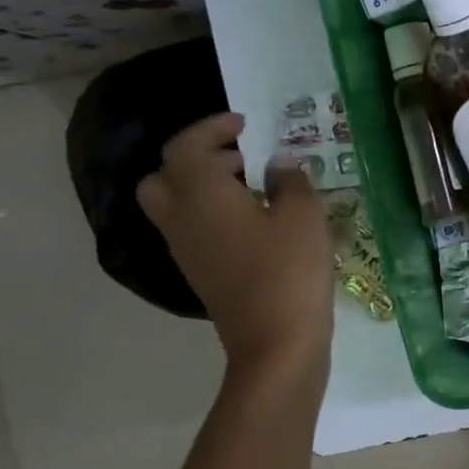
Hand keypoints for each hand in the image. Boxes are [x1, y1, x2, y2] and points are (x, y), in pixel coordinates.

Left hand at [137, 113, 333, 369]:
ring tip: (256, 188)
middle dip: (198, 158)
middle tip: (241, 157)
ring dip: (206, 187)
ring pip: (176, 204)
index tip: (245, 123)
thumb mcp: (303, 216)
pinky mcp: (201, 273)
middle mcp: (181, 218)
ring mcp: (187, 250)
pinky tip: (257, 223)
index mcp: (201, 194)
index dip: (212, 127)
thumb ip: (290, 180)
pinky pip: (194, 229)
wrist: (275, 344)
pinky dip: (214, 214)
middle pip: (165, 176)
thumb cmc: (289, 271)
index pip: (186, 146)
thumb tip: (278, 163)